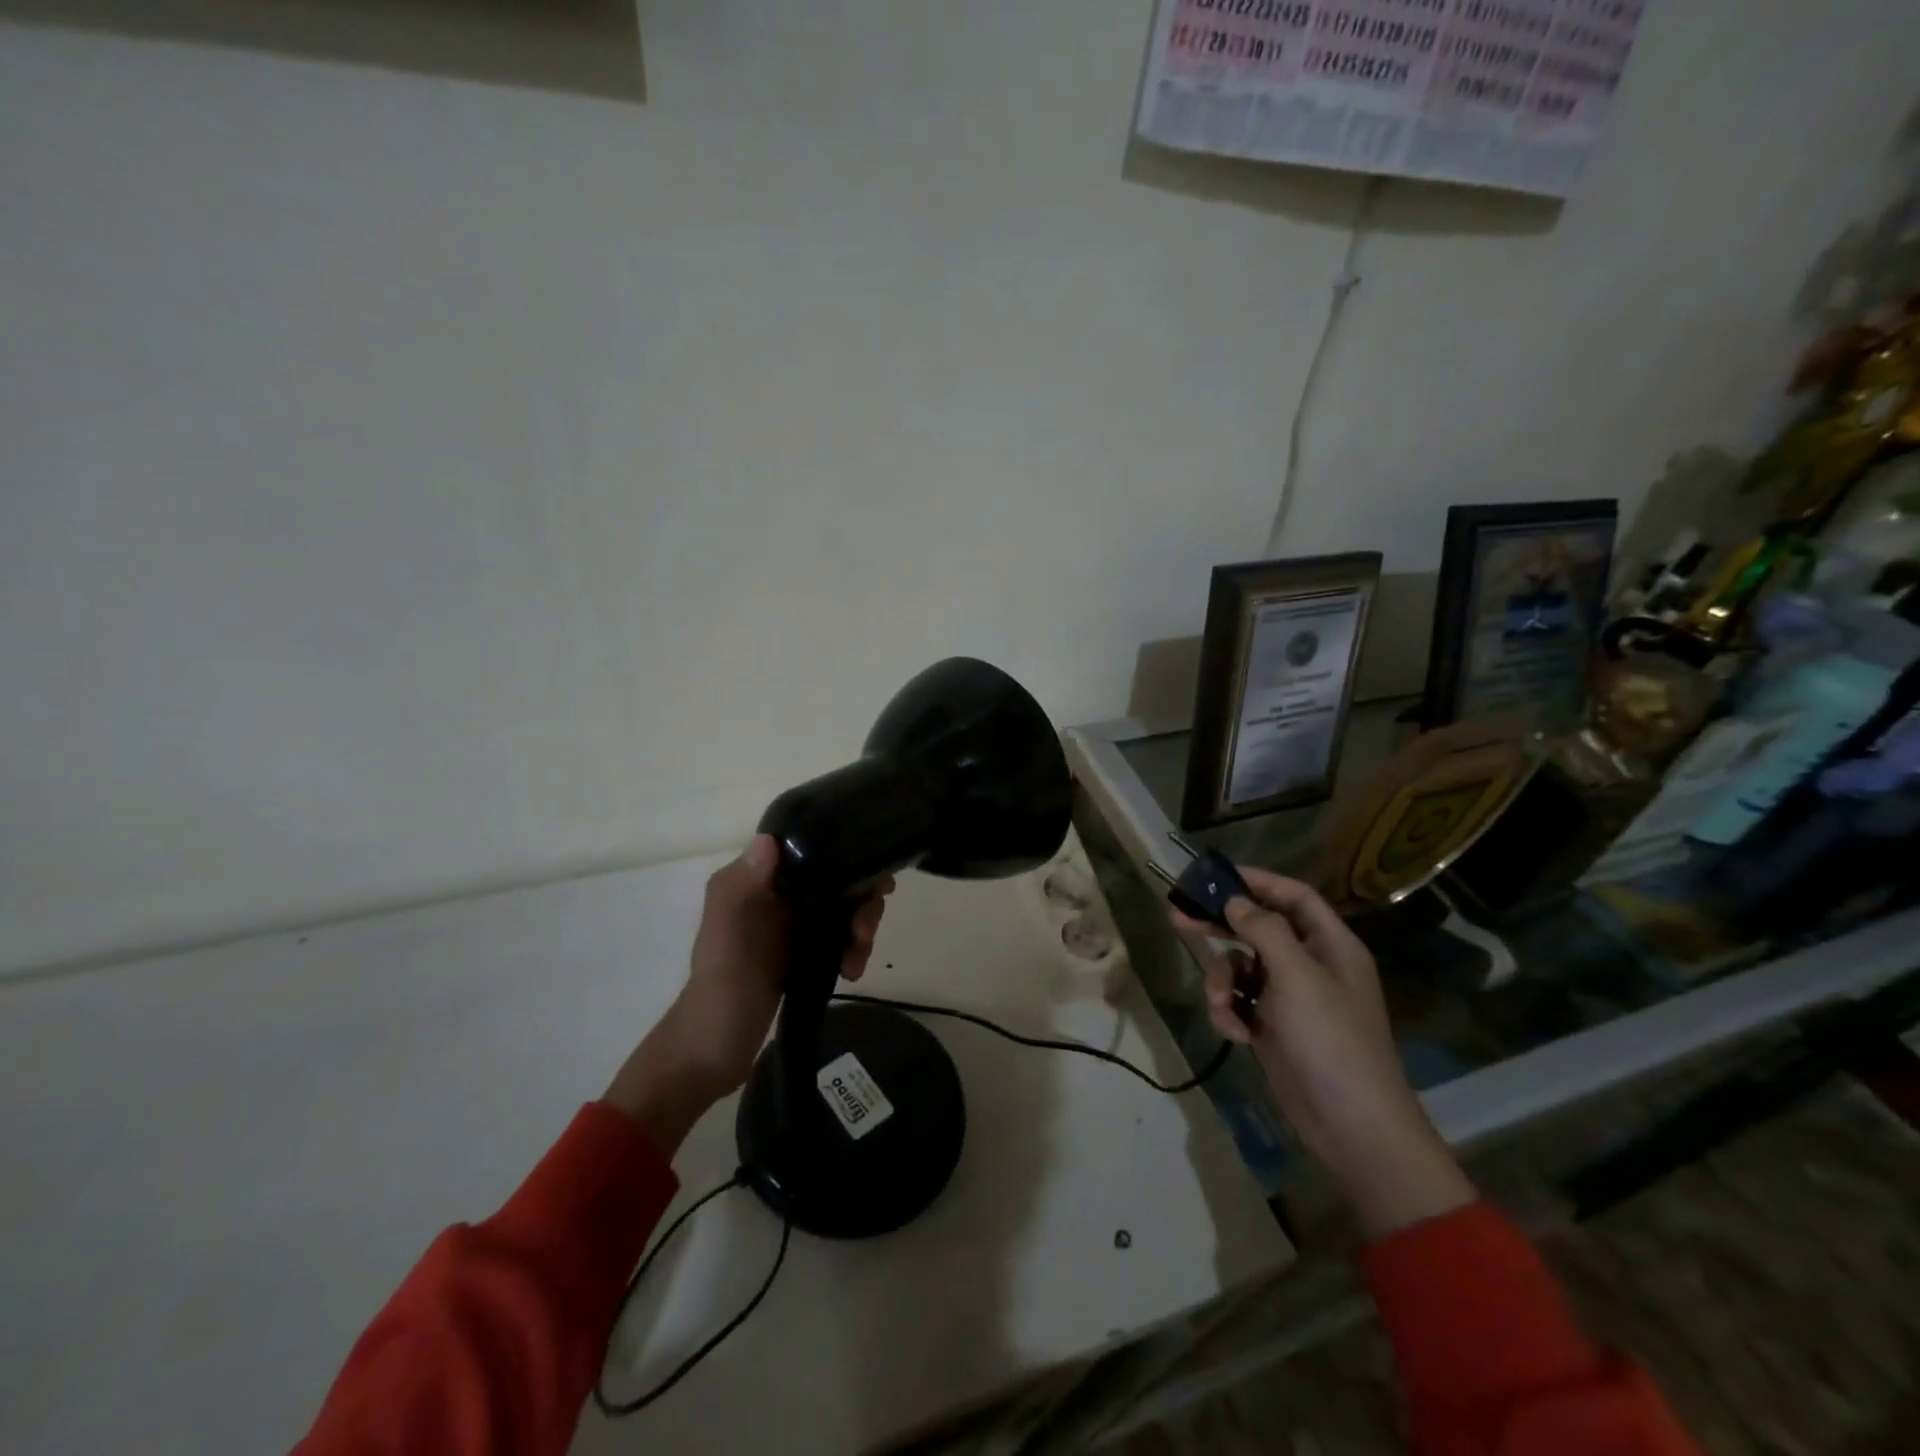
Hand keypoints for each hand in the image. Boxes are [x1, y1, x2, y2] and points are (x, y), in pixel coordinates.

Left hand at [604, 835, 890, 1152]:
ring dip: (861, 928)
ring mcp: (791, 924)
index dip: (847, 856)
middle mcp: (777, 894)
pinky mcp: (802, 951)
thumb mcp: (727, 931)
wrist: (713, 1049)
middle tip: (863, 933)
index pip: (812, 850)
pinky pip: (839, 936)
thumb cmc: (722, 985)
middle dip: (861, 902)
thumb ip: (745, 885)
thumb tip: (769, 839)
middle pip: (836, 879)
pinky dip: (852, 949)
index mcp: (757, 880)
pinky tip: (852, 971)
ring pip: (843, 909)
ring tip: (856, 960)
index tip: (873, 880)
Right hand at [1171, 867, 1473, 1237]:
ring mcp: (1290, 998)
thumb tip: (1235, 901)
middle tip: (1178, 916)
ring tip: (1221, 1006)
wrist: (1352, 1125)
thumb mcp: (1297, 977)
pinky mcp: (1272, 1026)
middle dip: (1220, 926)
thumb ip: (1264, 930)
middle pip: (1258, 928)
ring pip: (1240, 967)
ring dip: (1222, 983)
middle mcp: (1310, 964)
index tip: (1217, 876)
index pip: (1293, 896)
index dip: (1258, 881)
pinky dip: (1230, 1012)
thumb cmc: (1330, 1040)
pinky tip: (1235, 1033)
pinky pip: (1239, 1002)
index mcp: (1329, 945)